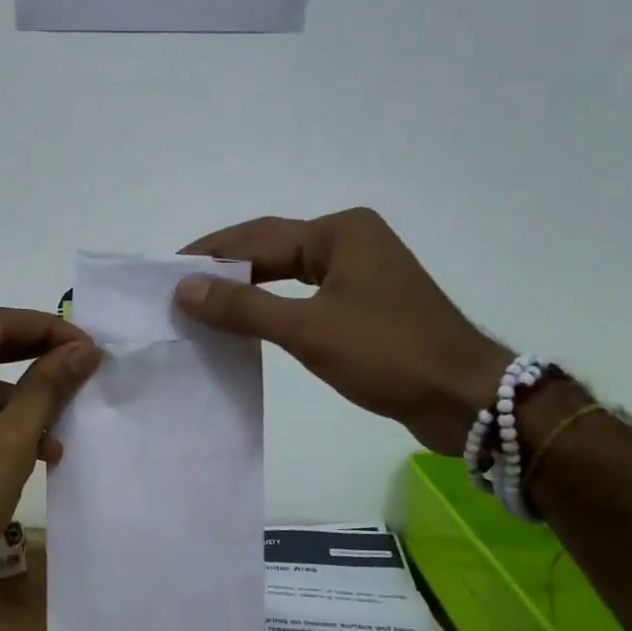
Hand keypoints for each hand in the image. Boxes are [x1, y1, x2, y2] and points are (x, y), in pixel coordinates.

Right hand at [176, 208, 509, 454]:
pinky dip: (274, 305)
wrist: (464, 398)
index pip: (258, 238)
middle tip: (178, 287)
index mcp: (340, 232)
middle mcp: (351, 240)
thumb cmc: (387, 354)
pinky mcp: (366, 304)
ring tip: (203, 303)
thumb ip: (244, 306)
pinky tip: (248, 322)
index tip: (167, 273)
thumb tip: (184, 287)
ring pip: (289, 271)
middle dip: (226, 266)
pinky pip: (306, 295)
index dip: (211, 255)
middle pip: (273, 248)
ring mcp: (362, 272)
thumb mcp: (308, 329)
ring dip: (248, 286)